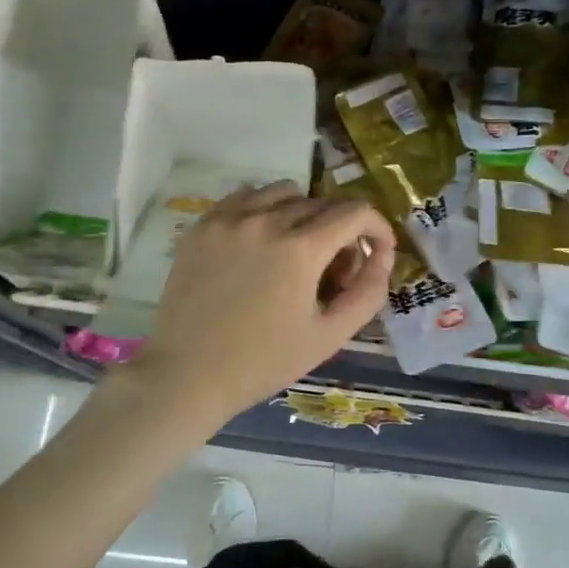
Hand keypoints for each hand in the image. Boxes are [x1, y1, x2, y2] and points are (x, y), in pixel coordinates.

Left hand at [130, 181, 395, 431]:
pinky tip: (261, 242)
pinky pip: (245, 197)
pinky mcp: (202, 225)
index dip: (377, 228)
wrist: (186, 375)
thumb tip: (382, 255)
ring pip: (284, 192)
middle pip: (322, 204)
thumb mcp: (329, 336)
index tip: (376, 251)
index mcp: (300, 248)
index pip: (355, 212)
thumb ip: (367, 292)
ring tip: (296, 252)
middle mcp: (266, 220)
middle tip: (334, 272)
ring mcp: (229, 218)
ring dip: (304, 214)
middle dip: (341, 231)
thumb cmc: (263, 362)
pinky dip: (264, 209)